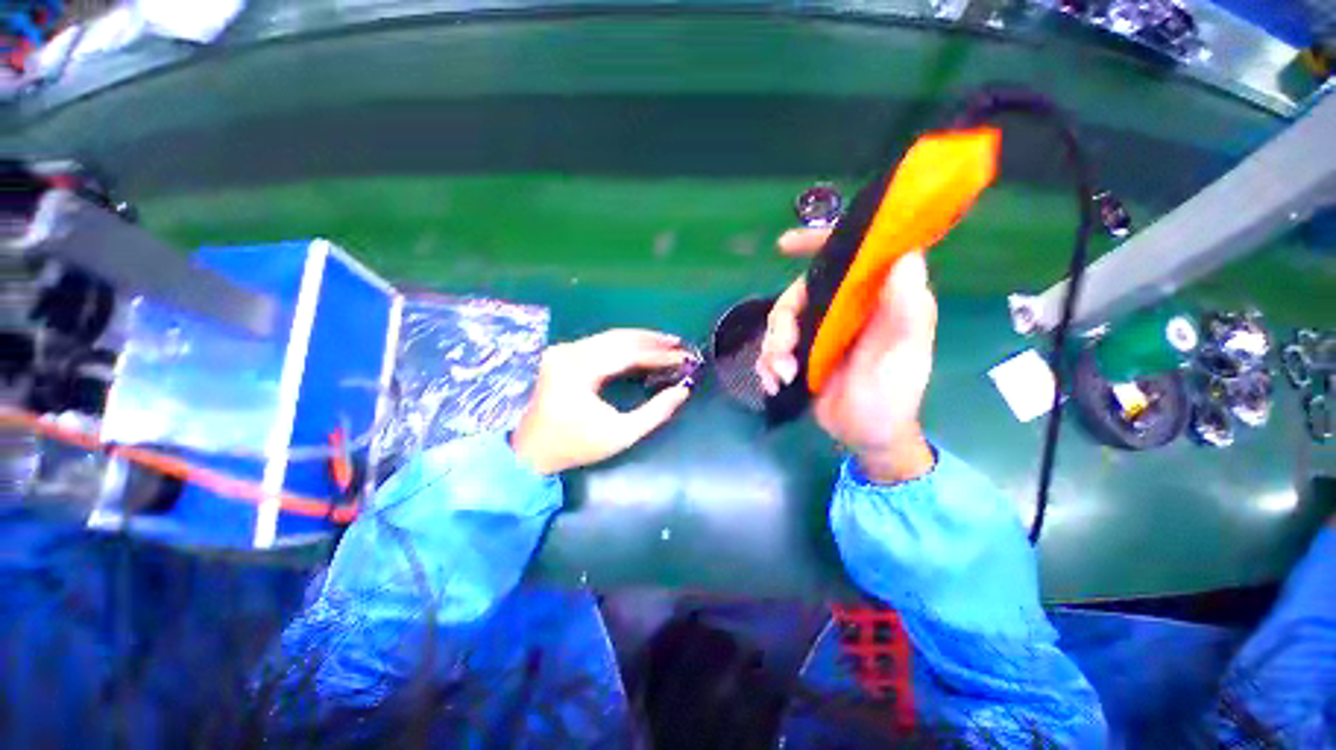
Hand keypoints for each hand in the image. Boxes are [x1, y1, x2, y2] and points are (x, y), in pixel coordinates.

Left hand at [511, 329, 692, 474]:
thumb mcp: (621, 435)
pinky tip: (641, 349)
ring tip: (666, 344)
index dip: (658, 355)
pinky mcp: (563, 354)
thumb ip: (655, 413)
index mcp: (579, 372)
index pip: (627, 354)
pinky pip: (600, 343)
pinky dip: (624, 345)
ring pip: (610, 337)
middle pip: (619, 338)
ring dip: (640, 339)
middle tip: (678, 344)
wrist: (532, 450)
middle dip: (652, 340)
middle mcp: (569, 353)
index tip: (683, 357)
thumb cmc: (576, 445)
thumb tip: (682, 391)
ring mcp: (564, 351)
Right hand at [756, 228, 936, 483]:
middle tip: (783, 353)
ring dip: (773, 348)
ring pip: (780, 322)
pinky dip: (767, 363)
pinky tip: (773, 383)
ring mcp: (820, 333)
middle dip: (782, 322)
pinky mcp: (803, 354)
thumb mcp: (903, 358)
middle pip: (799, 294)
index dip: (819, 242)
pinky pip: (774, 347)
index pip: (850, 258)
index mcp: (874, 302)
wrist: (867, 437)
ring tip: (781, 376)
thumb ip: (907, 313)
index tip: (784, 245)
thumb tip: (905, 256)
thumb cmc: (891, 399)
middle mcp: (845, 311)